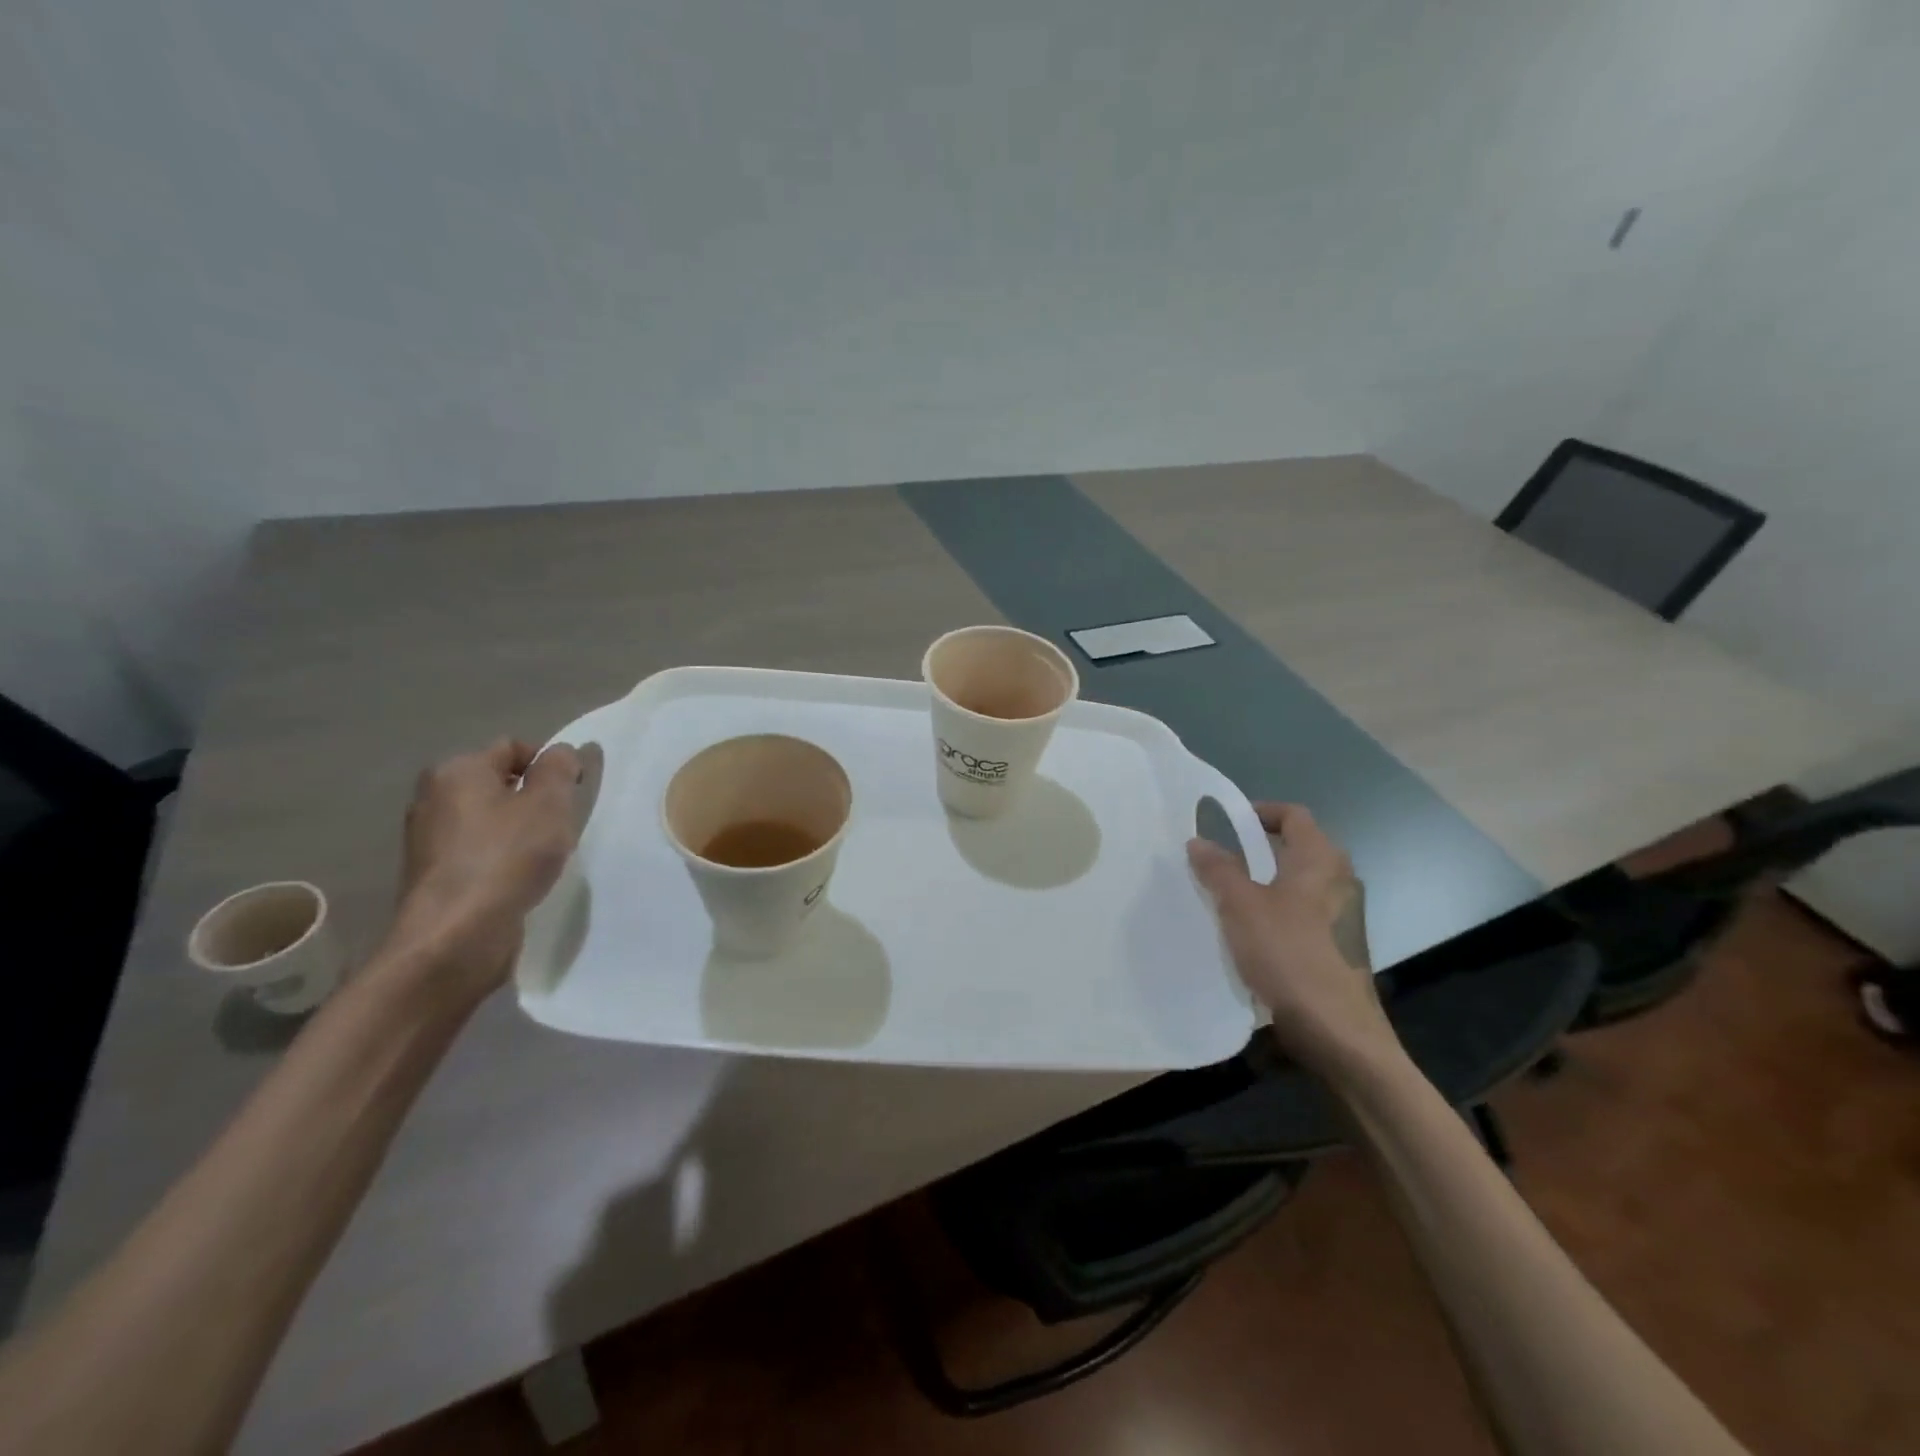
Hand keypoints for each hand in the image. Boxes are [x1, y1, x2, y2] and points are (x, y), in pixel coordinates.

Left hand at [384, 738, 582, 1001]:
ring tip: (543, 856)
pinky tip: (520, 878)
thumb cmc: (507, 858)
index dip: (550, 764)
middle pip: (500, 783)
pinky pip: (479, 850)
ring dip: (520, 831)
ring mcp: (428, 839)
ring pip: (490, 819)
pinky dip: (502, 857)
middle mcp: (433, 797)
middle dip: (535, 799)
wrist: (455, 937)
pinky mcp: (434, 875)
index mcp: (457, 770)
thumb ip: (560, 768)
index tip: (574, 794)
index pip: (514, 748)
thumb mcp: (549, 803)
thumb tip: (562, 752)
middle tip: (561, 824)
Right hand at [1187, 803, 1397, 1076]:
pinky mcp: (1337, 946)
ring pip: (1298, 883)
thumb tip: (1199, 841)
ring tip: (1225, 895)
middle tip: (1219, 859)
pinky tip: (1249, 933)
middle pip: (1297, 848)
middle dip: (1257, 849)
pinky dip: (1275, 911)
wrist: (1338, 1031)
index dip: (1260, 811)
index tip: (1227, 822)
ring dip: (1263, 882)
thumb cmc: (1289, 955)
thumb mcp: (1241, 907)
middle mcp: (1338, 880)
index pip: (1294, 815)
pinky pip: (1301, 913)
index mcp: (1320, 860)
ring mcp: (1342, 916)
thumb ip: (1218, 870)